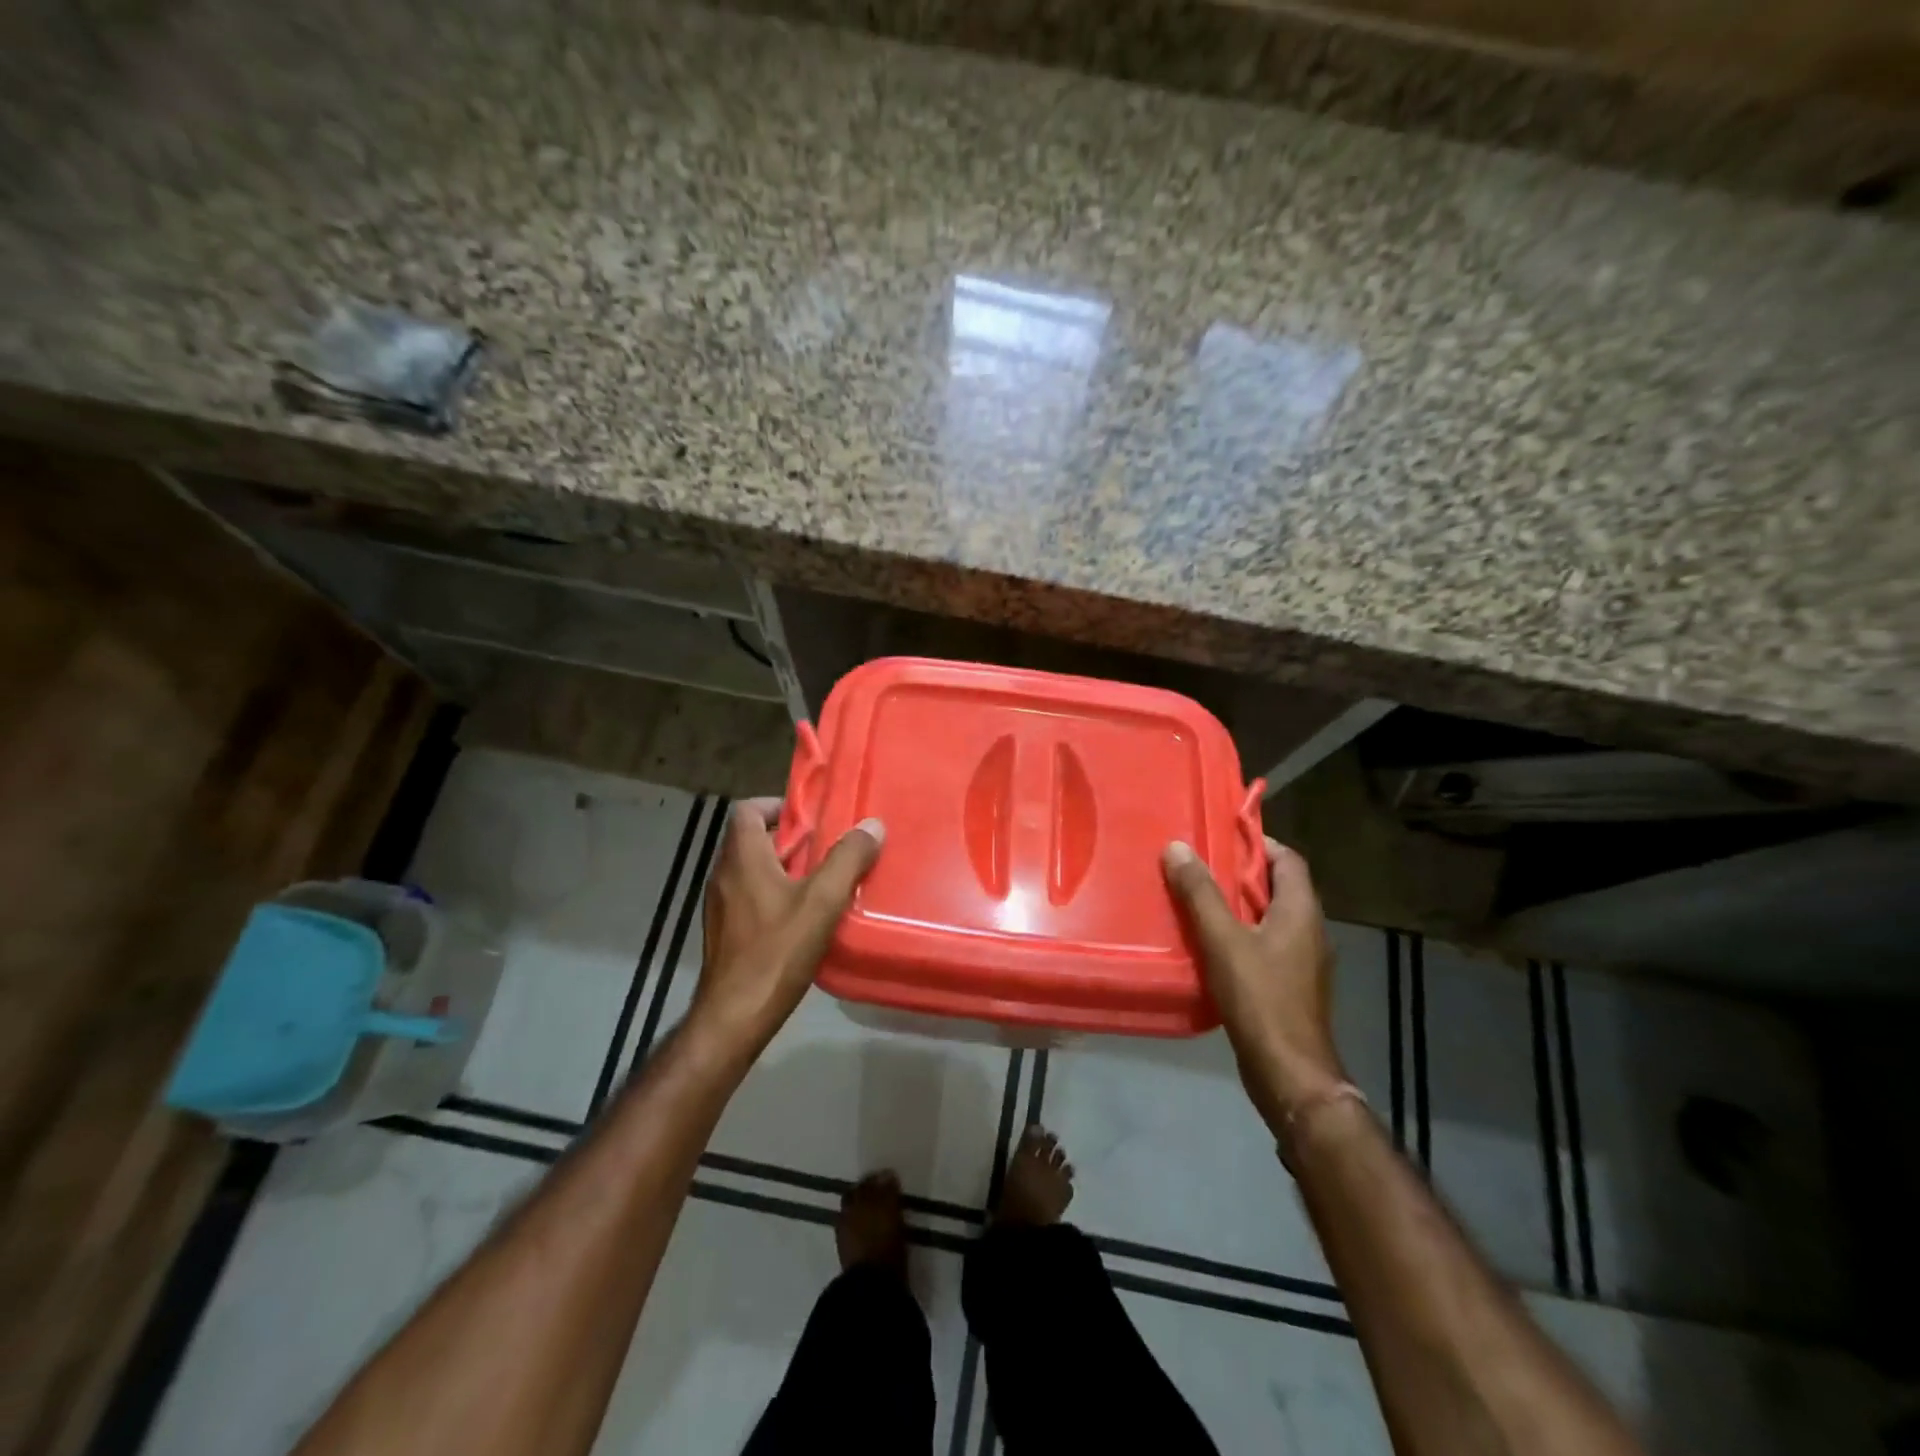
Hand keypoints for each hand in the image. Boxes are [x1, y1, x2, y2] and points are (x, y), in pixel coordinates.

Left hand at [693, 798, 883, 1052]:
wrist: (734, 1016)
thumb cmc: (776, 951)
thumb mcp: (821, 902)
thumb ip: (847, 859)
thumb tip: (872, 825)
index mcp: (742, 858)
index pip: (748, 810)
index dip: (778, 805)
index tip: (812, 818)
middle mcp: (724, 875)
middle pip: (753, 839)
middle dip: (791, 839)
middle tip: (829, 849)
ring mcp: (720, 905)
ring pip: (752, 870)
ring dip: (785, 868)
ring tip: (823, 881)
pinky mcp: (724, 931)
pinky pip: (749, 896)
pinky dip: (774, 894)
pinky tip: (804, 917)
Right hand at [1163, 836, 1348, 1131]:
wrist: (1289, 1072)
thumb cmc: (1261, 998)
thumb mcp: (1223, 939)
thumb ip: (1200, 893)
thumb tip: (1178, 847)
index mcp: (1300, 911)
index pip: (1287, 859)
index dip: (1258, 842)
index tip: (1220, 835)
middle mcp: (1308, 930)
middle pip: (1276, 887)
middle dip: (1238, 873)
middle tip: (1196, 864)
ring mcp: (1301, 961)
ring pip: (1267, 917)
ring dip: (1235, 905)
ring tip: (1193, 898)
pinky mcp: (1288, 985)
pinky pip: (1262, 944)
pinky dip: (1237, 934)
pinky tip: (1205, 942)